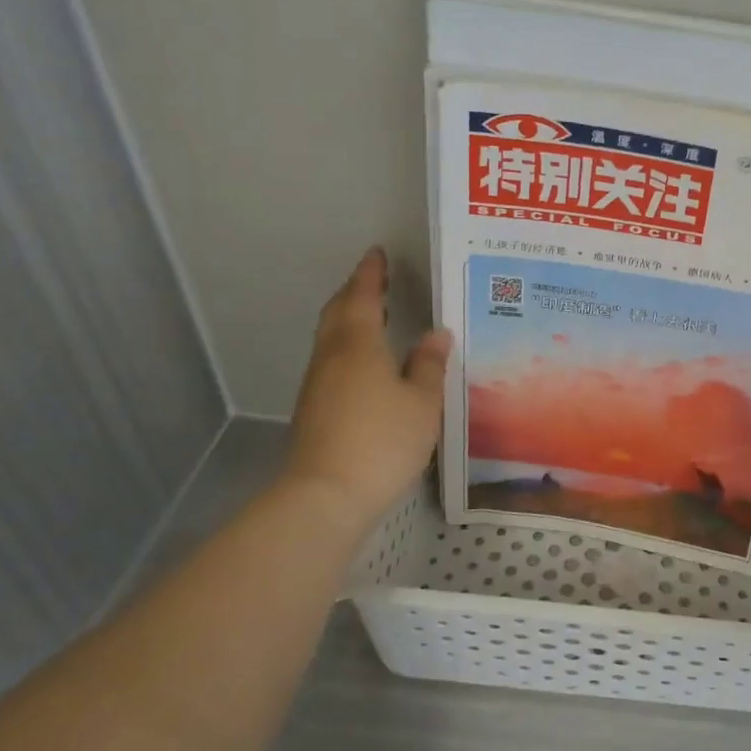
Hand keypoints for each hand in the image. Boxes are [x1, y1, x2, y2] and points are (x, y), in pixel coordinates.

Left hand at [280, 247, 451, 526]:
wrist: (324, 496)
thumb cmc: (382, 441)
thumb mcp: (422, 403)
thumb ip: (430, 366)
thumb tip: (436, 334)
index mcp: (359, 345)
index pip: (364, 297)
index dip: (371, 274)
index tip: (377, 254)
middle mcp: (332, 357)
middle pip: (338, 313)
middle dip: (355, 292)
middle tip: (375, 280)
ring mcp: (317, 384)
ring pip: (331, 337)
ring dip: (349, 319)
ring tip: (374, 315)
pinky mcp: (314, 409)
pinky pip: (331, 361)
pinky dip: (347, 346)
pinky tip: (366, 363)